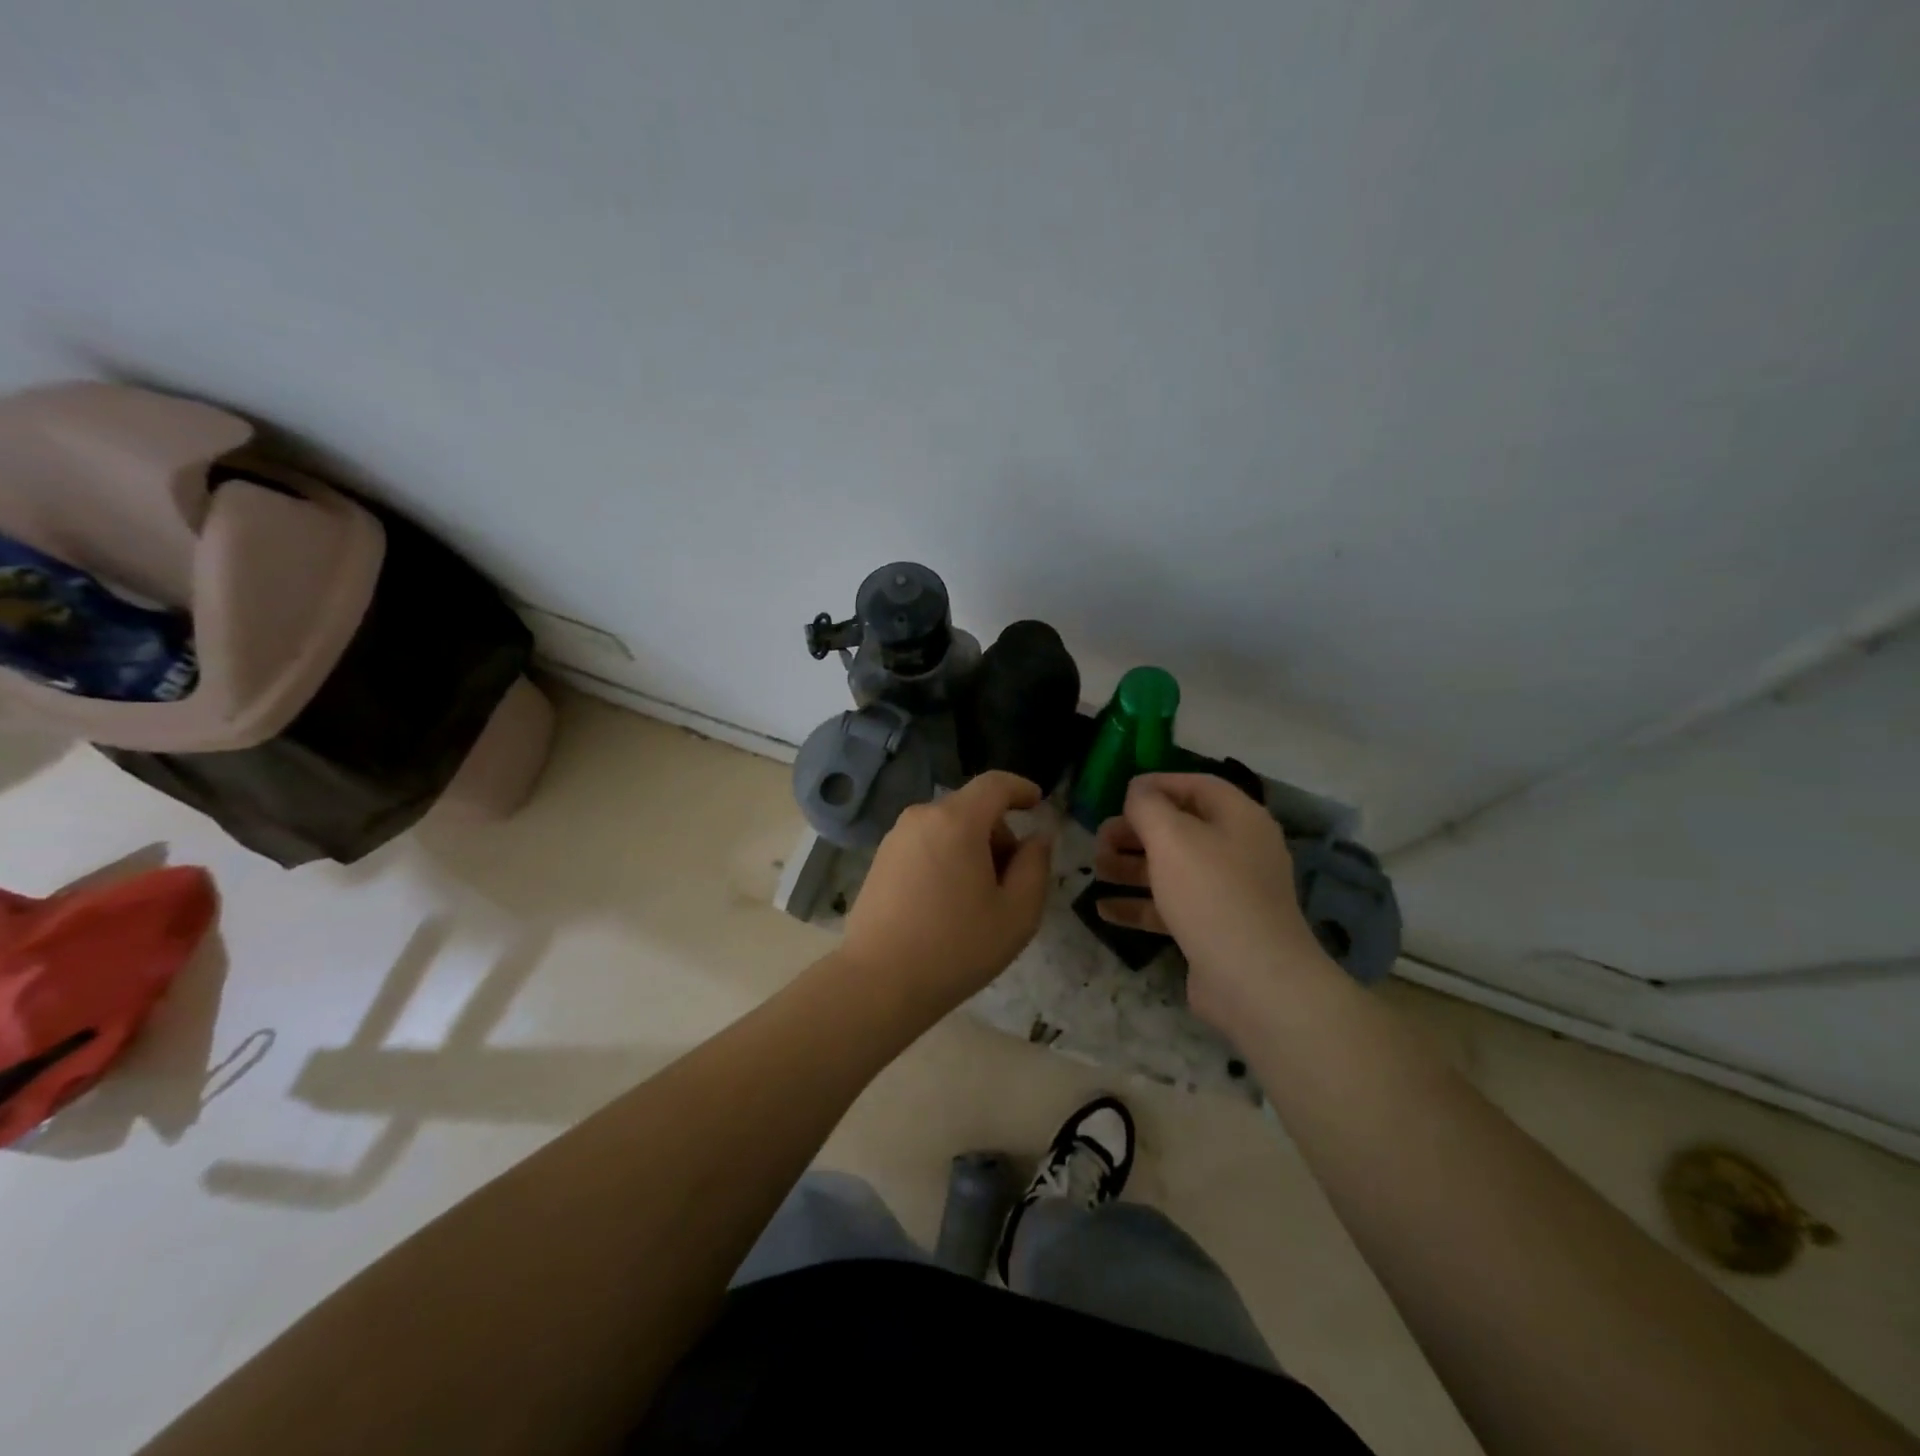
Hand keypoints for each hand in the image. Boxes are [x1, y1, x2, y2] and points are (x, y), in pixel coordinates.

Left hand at [839, 771, 1055, 1017]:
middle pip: (972, 808)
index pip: (995, 784)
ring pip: (947, 827)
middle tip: (1012, 878)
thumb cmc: (956, 947)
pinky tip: (947, 902)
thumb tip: (1037, 837)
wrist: (879, 982)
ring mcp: (895, 837)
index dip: (1021, 788)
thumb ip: (1035, 865)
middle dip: (999, 832)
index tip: (1038, 803)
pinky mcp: (880, 859)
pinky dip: (946, 857)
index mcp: (957, 821)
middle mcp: (922, 817)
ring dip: (971, 847)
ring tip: (979, 898)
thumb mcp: (1017, 913)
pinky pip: (925, 843)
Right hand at [1092, 773, 1332, 1029]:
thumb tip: (1138, 791)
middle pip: (1180, 828)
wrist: (1253, 980)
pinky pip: (1171, 907)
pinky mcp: (1213, 928)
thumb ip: (1148, 805)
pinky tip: (1103, 909)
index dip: (1157, 784)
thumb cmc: (1211, 893)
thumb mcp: (1171, 837)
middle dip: (1135, 831)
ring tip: (1096, 869)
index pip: (1197, 786)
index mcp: (1238, 819)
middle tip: (1100, 838)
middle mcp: (1237, 850)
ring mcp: (1227, 893)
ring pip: (1172, 869)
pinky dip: (1139, 904)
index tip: (1118, 794)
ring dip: (1131, 866)